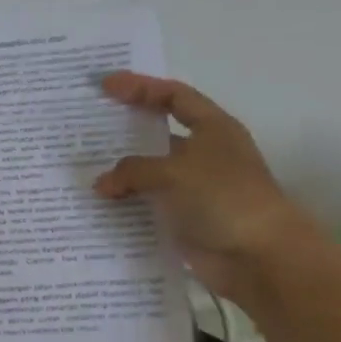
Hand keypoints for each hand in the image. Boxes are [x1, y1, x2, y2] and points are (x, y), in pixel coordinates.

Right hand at [92, 72, 314, 299]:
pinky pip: (147, 206)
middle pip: (158, 135)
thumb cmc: (224, 198)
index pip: (174, 96)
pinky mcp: (184, 220)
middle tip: (86, 128)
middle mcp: (203, 154)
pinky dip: (125, 205)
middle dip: (124, 132)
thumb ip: (133, 170)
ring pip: (148, 174)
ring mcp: (193, 189)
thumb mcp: (175, 172)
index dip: (141, 87)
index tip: (105, 85)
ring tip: (82, 170)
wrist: (258, 256)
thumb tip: (102, 183)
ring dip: (120, 174)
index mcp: (213, 129)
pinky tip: (98, 206)